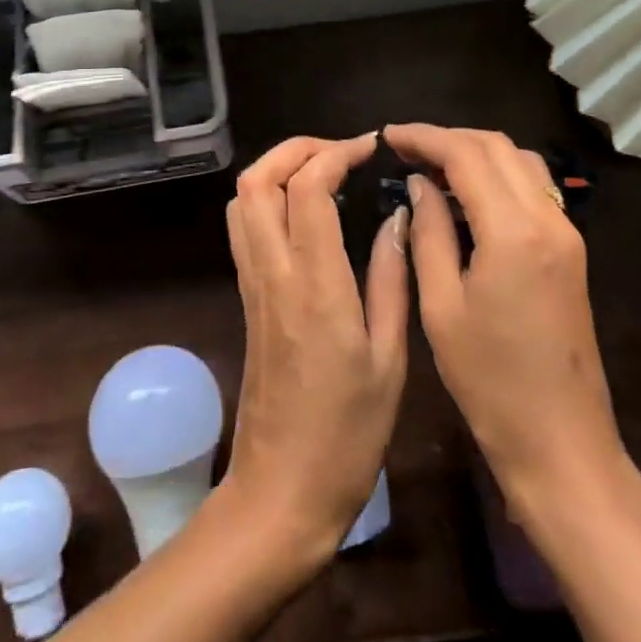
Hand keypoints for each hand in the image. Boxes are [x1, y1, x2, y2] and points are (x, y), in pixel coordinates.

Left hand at [220, 134, 409, 561]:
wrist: (281, 493)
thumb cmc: (348, 435)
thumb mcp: (390, 359)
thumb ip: (391, 279)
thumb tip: (398, 217)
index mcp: (315, 286)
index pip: (307, 189)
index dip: (336, 153)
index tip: (371, 147)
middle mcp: (273, 273)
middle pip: (257, 181)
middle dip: (295, 149)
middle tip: (341, 152)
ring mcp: (253, 284)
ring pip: (242, 200)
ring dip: (277, 169)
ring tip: (324, 173)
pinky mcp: (246, 298)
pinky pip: (244, 228)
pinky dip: (267, 199)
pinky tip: (306, 213)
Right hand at [384, 124, 626, 526]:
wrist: (561, 441)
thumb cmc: (489, 381)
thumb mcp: (441, 306)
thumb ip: (429, 232)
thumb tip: (419, 183)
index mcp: (513, 232)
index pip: (466, 155)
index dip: (424, 137)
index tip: (388, 135)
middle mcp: (548, 219)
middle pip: (497, 147)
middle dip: (449, 138)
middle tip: (405, 148)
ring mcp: (566, 233)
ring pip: (520, 161)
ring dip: (476, 152)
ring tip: (431, 166)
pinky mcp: (570, 249)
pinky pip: (533, 189)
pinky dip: (498, 175)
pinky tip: (466, 195)